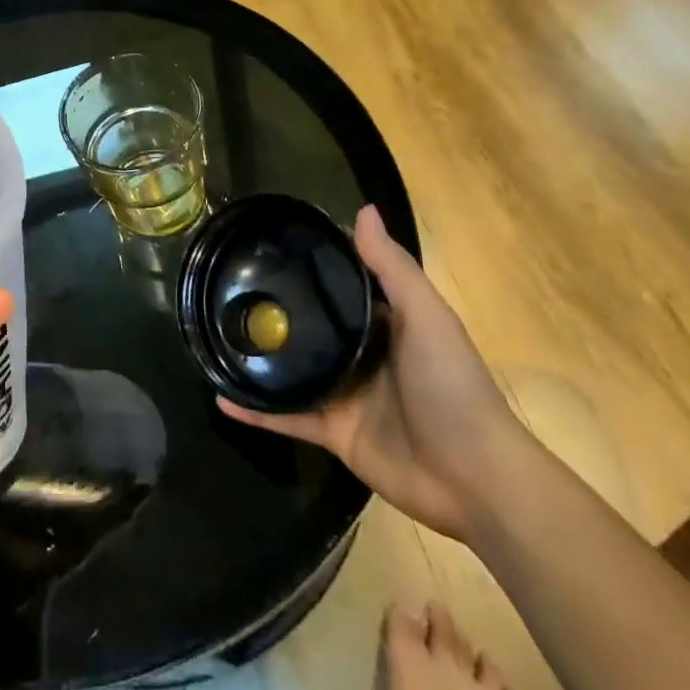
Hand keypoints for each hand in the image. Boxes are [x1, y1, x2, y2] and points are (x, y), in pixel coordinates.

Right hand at [218, 206, 527, 540]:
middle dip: (275, 307)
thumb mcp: (427, 317)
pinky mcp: (332, 432)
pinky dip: (254, 410)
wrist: (475, 479)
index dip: (312, 262)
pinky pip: (285, 415)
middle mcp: (361, 354)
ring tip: (214, 332)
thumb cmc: (453, 387)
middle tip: (227, 283)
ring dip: (258, 356)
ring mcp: (344, 394)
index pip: (342, 284)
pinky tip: (220, 396)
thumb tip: (363, 209)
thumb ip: (392, 268)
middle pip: (311, 325)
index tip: (269, 241)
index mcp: (385, 324)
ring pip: (291, 369)